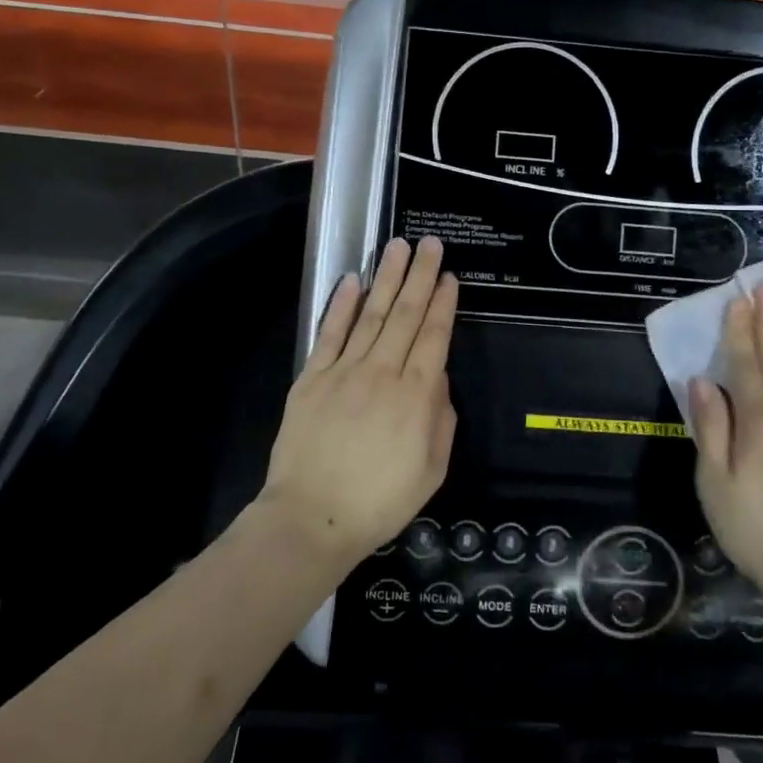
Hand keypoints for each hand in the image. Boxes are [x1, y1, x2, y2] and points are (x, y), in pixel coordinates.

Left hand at [262, 236, 458, 561]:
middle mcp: (383, 372)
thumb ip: (441, 418)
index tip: (450, 276)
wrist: (313, 517)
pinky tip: (352, 280)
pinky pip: (330, 334)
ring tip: (398, 247)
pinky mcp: (312, 378)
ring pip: (370, 314)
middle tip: (431, 244)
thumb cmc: (380, 500)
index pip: (434, 336)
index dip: (443, 303)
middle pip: (406, 314)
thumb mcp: (431, 469)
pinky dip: (341, 305)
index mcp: (416, 395)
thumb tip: (437, 377)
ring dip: (387, 278)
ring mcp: (344, 371)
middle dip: (421, 276)